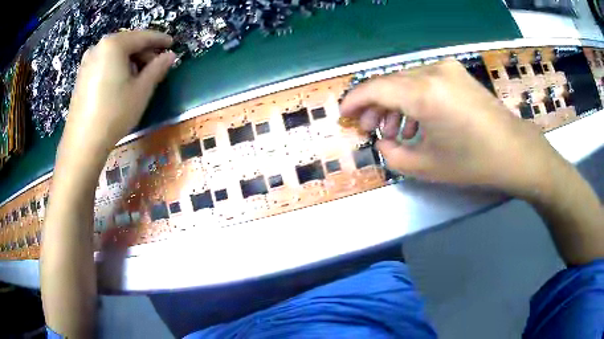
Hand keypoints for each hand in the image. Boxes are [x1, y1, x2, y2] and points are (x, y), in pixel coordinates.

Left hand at [62, 30, 175, 154]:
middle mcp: (98, 47)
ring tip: (139, 76)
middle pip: (127, 43)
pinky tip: (121, 81)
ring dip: (130, 60)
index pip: (142, 37)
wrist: (83, 142)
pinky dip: (116, 66)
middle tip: (156, 65)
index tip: (172, 44)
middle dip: (143, 51)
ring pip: (115, 53)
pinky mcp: (81, 75)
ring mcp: (87, 61)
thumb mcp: (142, 90)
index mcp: (114, 45)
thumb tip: (170, 56)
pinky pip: (104, 62)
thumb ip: (158, 68)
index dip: (160, 40)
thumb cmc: (114, 113)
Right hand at [340, 59, 566, 198]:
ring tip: (394, 131)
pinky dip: (413, 99)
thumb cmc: (474, 163)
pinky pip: (424, 82)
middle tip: (369, 129)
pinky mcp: (457, 74)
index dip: (354, 101)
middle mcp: (432, 72)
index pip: (374, 88)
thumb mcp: (427, 167)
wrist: (516, 152)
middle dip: (374, 106)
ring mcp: (447, 69)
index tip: (344, 115)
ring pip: (406, 81)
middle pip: (389, 82)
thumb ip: (393, 155)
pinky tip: (417, 122)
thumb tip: (381, 142)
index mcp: (424, 93)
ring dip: (394, 104)